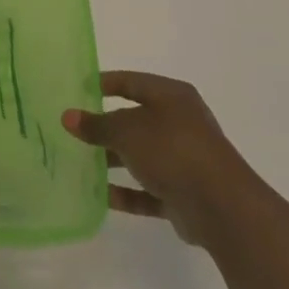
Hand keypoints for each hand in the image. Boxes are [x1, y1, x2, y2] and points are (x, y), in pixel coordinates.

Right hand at [62, 71, 259, 244]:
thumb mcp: (128, 131)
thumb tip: (68, 117)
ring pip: (141, 155)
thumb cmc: (173, 150)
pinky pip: (147, 189)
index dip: (106, 83)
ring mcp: (183, 159)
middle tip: (74, 130)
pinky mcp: (182, 192)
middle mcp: (179, 123)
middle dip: (106, 126)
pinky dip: (126, 192)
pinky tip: (101, 196)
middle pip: (136, 120)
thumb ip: (97, 125)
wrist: (220, 206)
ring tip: (80, 163)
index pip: (132, 82)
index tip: (78, 88)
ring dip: (114, 160)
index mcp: (171, 96)